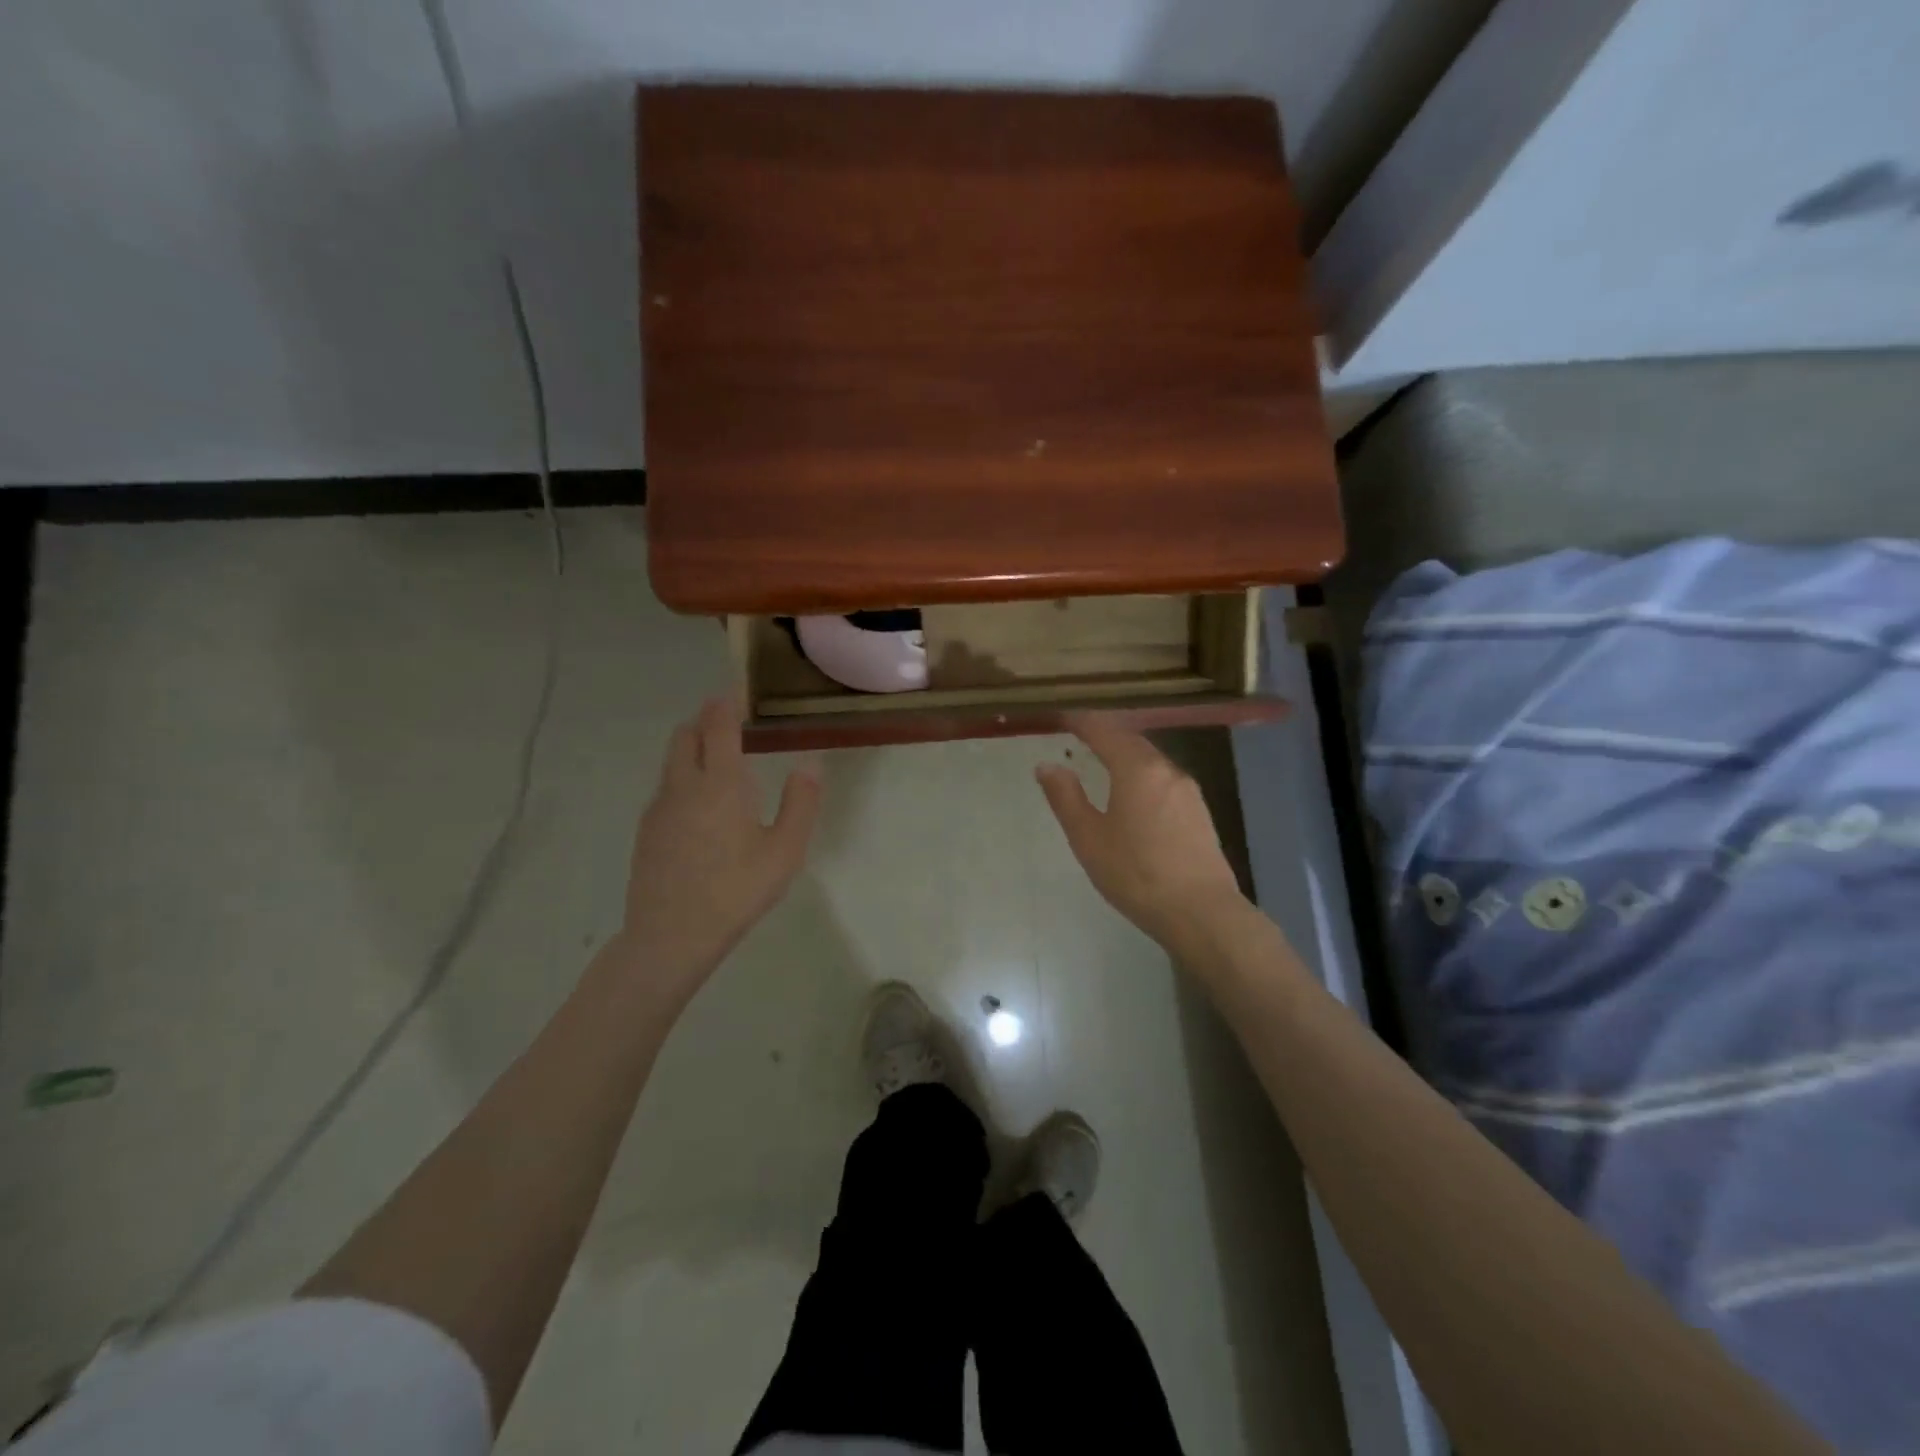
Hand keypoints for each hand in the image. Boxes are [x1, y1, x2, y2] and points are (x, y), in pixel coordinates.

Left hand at [614, 697, 821, 1000]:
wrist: (671, 936)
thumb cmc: (737, 890)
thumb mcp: (785, 851)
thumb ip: (800, 803)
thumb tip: (809, 765)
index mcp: (720, 784)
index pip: (718, 727)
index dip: (726, 704)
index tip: (735, 691)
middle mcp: (683, 786)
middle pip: (685, 736)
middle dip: (704, 721)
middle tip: (727, 723)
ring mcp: (659, 808)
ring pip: (671, 762)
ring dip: (691, 748)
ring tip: (716, 761)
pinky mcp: (647, 831)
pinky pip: (665, 789)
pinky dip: (682, 778)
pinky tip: (699, 807)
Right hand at [1035, 714, 1248, 954]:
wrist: (1200, 912)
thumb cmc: (1135, 873)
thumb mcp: (1088, 838)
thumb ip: (1066, 797)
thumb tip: (1047, 765)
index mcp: (1137, 769)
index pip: (1105, 731)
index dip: (1081, 722)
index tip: (1062, 718)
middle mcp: (1167, 770)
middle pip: (1132, 741)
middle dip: (1106, 734)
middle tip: (1081, 735)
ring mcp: (1188, 791)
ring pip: (1151, 761)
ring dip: (1127, 755)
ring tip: (1104, 761)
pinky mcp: (1200, 812)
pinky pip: (1164, 780)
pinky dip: (1143, 775)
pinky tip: (1135, 793)